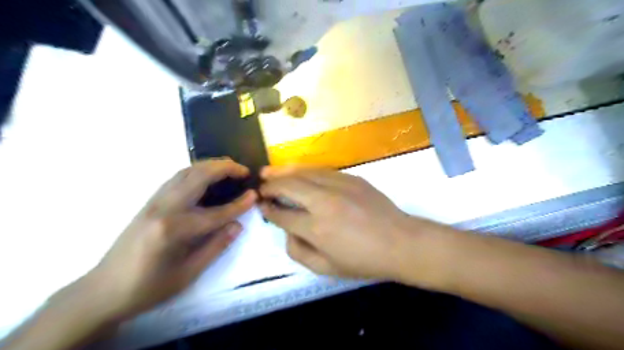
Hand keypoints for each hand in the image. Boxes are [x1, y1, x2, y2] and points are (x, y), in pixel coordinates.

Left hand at [90, 158, 257, 319]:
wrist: (103, 290)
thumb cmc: (148, 287)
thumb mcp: (187, 274)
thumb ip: (215, 246)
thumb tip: (237, 225)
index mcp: (174, 229)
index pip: (216, 212)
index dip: (238, 204)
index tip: (255, 194)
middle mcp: (164, 208)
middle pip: (199, 178)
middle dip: (224, 169)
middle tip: (244, 170)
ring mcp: (154, 202)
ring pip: (185, 172)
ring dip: (210, 165)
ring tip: (229, 167)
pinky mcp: (149, 201)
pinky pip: (176, 178)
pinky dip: (195, 170)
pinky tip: (205, 175)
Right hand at [258, 167, 423, 280]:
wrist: (401, 243)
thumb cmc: (364, 261)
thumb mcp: (327, 268)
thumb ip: (299, 252)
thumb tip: (287, 231)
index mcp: (317, 228)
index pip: (282, 214)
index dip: (268, 209)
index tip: (262, 206)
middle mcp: (324, 202)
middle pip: (288, 186)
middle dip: (270, 185)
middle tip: (260, 187)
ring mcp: (339, 185)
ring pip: (303, 172)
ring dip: (283, 171)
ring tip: (268, 172)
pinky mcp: (351, 178)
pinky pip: (321, 170)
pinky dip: (304, 170)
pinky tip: (298, 171)